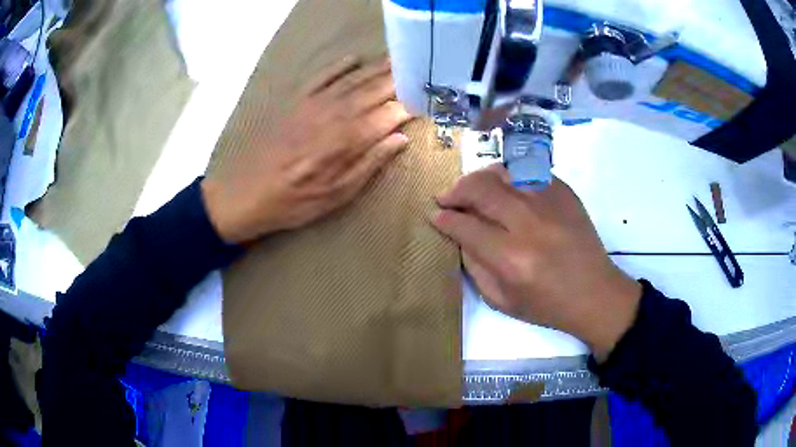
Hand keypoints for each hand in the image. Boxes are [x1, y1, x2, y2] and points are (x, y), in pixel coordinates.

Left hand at [201, 57, 410, 243]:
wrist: (246, 193)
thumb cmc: (295, 201)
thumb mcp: (338, 194)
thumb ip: (371, 163)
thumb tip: (401, 137)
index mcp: (350, 138)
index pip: (392, 112)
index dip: (413, 104)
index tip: (430, 98)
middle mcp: (337, 112)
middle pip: (376, 89)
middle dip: (402, 79)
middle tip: (421, 69)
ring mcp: (315, 102)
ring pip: (354, 78)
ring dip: (378, 68)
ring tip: (400, 59)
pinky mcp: (297, 100)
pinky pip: (323, 75)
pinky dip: (340, 65)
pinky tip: (355, 59)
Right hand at [432, 165, 641, 360]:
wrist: (595, 292)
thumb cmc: (547, 304)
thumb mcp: (502, 300)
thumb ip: (474, 266)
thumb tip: (459, 234)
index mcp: (511, 259)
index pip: (466, 226)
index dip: (444, 218)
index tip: (435, 215)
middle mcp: (529, 224)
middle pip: (480, 190)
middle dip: (456, 191)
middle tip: (447, 198)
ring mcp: (550, 203)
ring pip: (502, 173)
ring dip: (479, 178)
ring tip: (472, 189)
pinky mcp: (564, 192)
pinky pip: (527, 172)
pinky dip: (508, 176)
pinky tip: (504, 188)